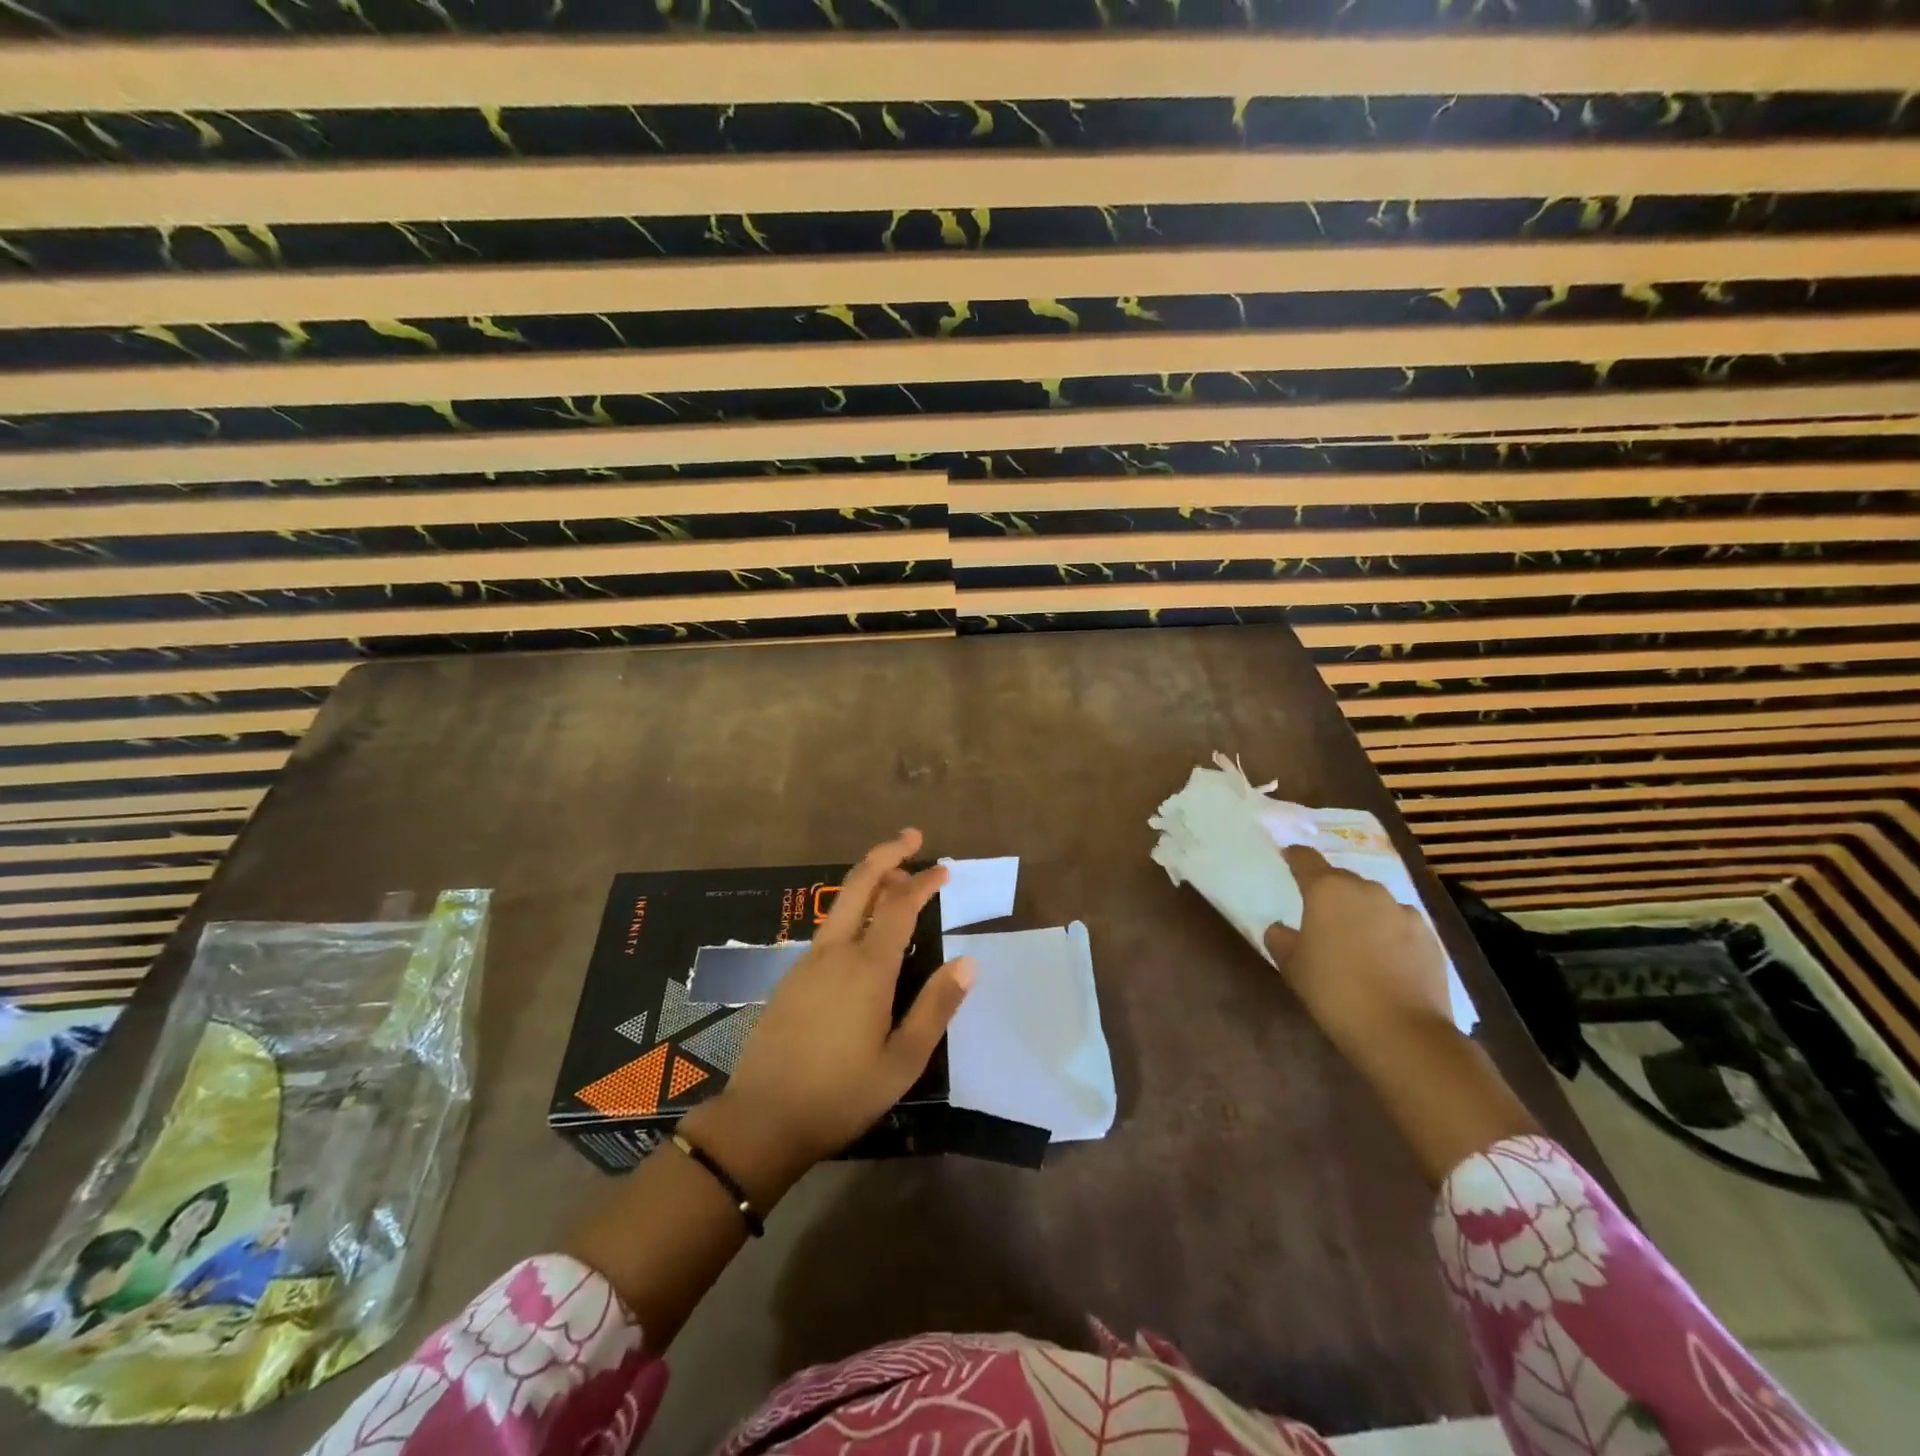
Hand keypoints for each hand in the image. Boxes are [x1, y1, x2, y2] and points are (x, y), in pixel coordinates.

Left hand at [681, 829, 974, 1196]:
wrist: (761, 1120)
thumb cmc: (841, 1094)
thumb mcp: (903, 1061)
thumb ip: (936, 1007)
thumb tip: (968, 961)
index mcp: (867, 968)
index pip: (900, 905)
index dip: (923, 881)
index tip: (944, 868)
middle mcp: (835, 952)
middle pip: (860, 883)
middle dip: (887, 854)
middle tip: (913, 838)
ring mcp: (807, 962)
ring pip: (841, 904)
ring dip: (870, 881)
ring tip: (897, 880)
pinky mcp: (791, 977)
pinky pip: (829, 928)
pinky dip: (854, 911)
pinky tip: (865, 931)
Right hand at [1261, 843, 1452, 1054]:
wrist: (1402, 1031)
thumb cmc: (1334, 991)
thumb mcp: (1292, 966)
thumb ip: (1281, 939)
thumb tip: (1281, 928)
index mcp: (1327, 890)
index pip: (1305, 859)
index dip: (1294, 856)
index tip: (1287, 856)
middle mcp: (1367, 890)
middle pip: (1342, 879)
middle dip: (1329, 890)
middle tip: (1318, 912)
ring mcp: (1403, 912)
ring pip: (1373, 902)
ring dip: (1360, 911)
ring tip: (1353, 937)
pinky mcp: (1429, 937)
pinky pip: (1399, 924)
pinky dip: (1387, 932)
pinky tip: (1383, 958)